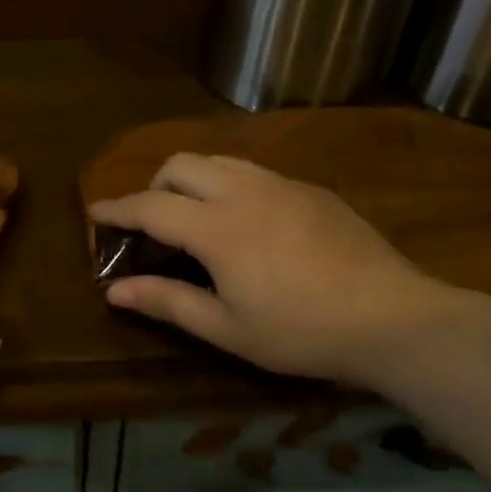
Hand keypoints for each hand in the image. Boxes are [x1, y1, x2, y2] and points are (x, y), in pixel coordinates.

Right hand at [89, 154, 458, 386]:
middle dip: (154, 185)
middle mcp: (244, 191)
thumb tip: (114, 291)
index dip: (117, 209)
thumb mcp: (227, 329)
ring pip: (219, 159)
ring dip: (192, 180)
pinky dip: (230, 185)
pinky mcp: (312, 190)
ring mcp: (282, 185)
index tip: (95, 212)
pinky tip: (247, 224)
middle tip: (152, 223)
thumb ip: (167, 302)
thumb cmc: (302, 332)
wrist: (395, 319)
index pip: (150, 206)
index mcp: (217, 228)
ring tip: (196, 218)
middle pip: (180, 165)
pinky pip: (255, 171)